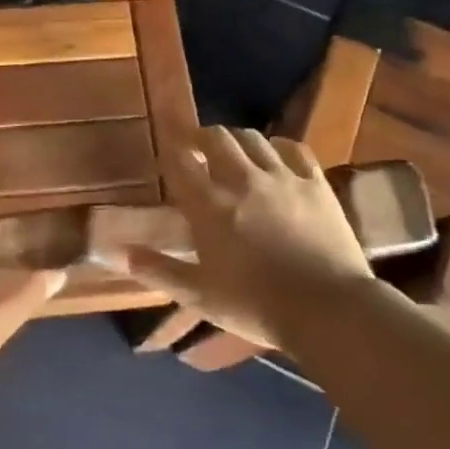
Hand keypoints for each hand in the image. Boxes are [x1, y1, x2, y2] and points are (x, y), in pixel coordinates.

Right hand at [129, 127, 373, 347]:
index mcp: (209, 205)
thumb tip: (120, 252)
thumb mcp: (199, 296)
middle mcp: (242, 180)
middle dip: (202, 137)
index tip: (166, 155)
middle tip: (197, 149)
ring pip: (253, 138)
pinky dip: (279, 146)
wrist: (329, 311)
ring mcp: (282, 177)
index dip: (170, 152)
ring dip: (237, 140)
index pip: (181, 161)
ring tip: (234, 153)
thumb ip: (158, 270)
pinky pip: (294, 149)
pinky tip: (276, 156)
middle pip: (217, 137)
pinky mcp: (316, 184)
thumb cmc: (256, 306)